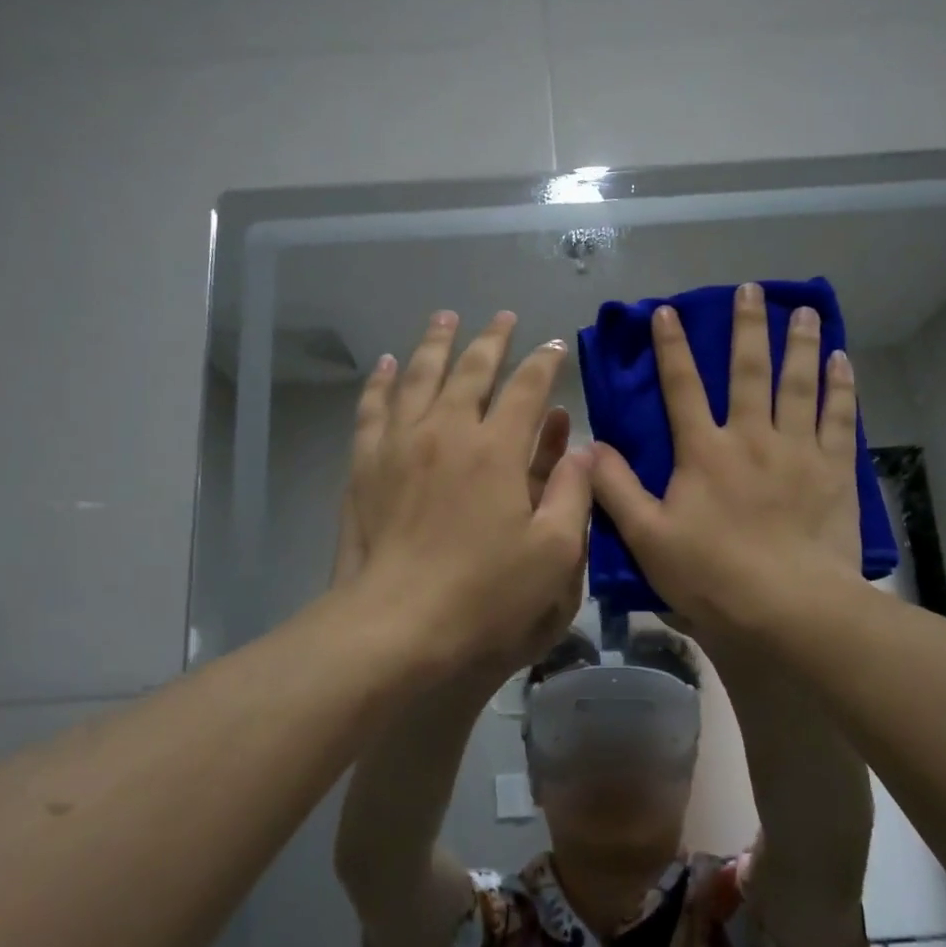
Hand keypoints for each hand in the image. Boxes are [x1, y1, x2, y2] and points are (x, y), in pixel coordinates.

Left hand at [344, 310, 592, 677]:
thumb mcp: (555, 553)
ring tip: (445, 318)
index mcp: (497, 451)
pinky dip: (381, 382)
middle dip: (491, 340)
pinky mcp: (365, 468)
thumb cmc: (487, 598)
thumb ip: (572, 493)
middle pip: (470, 371)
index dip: (544, 364)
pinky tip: (385, 365)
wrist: (397, 629)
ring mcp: (399, 446)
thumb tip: (581, 448)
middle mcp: (446, 433)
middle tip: (503, 317)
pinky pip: (372, 409)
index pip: (527, 389)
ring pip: (417, 377)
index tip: (555, 347)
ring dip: (435, 344)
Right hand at [591, 283, 861, 641]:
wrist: (790, 607)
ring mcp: (798, 449)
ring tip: (806, 310)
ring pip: (799, 383)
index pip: (682, 388)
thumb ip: (615, 490)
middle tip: (753, 289)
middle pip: (748, 370)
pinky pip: (839, 417)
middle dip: (748, 327)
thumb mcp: (647, 538)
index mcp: (704, 451)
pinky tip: (844, 361)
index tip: (668, 312)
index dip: (672, 348)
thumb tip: (588, 447)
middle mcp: (751, 437)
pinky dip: (842, 386)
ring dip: (800, 344)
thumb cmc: (713, 576)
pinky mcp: (834, 470)